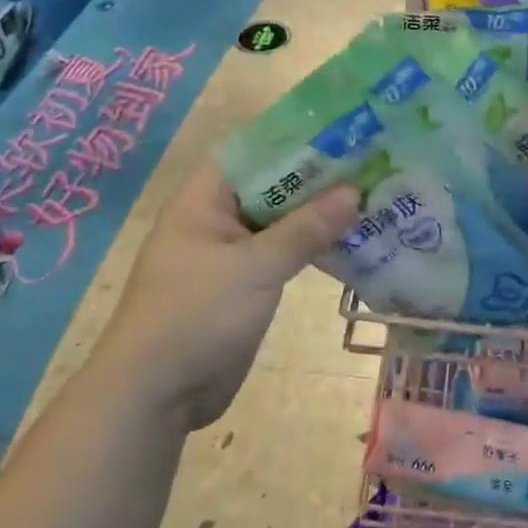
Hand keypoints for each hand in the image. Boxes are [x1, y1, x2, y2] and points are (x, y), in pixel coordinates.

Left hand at [110, 157, 358, 430]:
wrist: (155, 396)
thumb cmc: (196, 315)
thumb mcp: (255, 267)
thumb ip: (305, 228)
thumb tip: (354, 191)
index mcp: (204, 200)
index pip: (252, 150)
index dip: (294, 137)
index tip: (342, 130)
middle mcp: (216, 219)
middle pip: (272, 185)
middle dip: (316, 177)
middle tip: (370, 162)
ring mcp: (230, 254)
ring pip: (280, 221)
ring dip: (319, 214)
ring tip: (372, 196)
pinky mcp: (244, 285)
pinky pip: (282, 254)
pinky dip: (311, 247)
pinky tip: (352, 241)